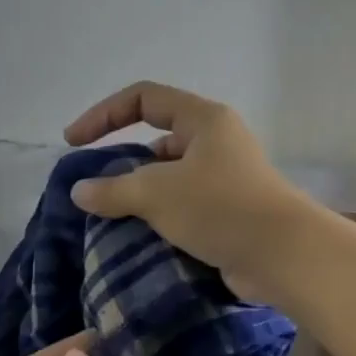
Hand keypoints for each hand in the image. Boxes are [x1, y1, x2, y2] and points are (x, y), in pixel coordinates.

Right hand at [64, 82, 308, 301]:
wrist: (282, 256)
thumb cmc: (220, 208)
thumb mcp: (157, 193)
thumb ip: (112, 190)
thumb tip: (80, 192)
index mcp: (203, 120)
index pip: (143, 99)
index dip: (103, 114)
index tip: (74, 143)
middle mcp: (215, 143)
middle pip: (156, 141)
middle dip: (122, 164)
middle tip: (96, 193)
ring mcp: (223, 179)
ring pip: (168, 179)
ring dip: (139, 197)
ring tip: (111, 220)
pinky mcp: (227, 213)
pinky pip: (182, 207)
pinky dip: (159, 219)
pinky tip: (139, 239)